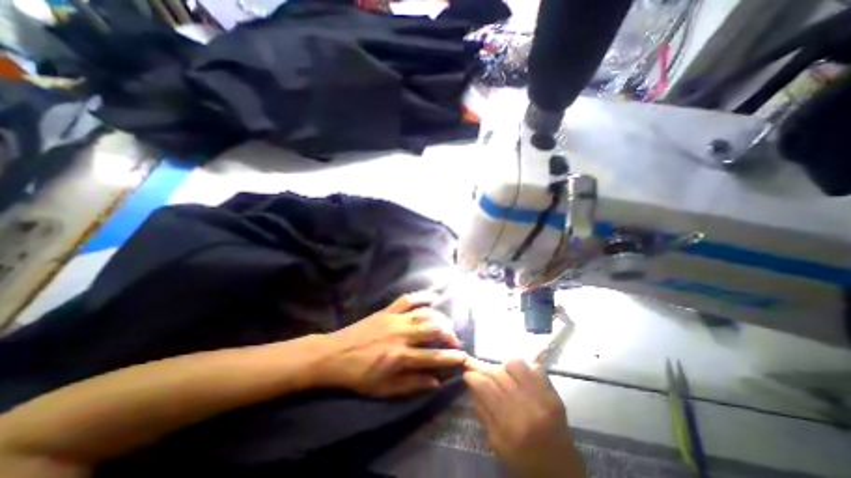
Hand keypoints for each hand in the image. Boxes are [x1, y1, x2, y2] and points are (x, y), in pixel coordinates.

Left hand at [310, 293, 463, 397]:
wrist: (333, 355)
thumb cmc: (358, 375)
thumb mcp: (383, 389)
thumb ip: (411, 385)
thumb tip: (435, 381)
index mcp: (399, 357)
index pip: (433, 357)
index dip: (451, 357)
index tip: (463, 357)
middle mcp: (401, 335)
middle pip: (433, 329)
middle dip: (449, 334)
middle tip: (454, 339)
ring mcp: (394, 320)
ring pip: (424, 314)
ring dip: (439, 317)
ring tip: (447, 323)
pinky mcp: (387, 311)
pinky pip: (407, 299)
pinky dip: (421, 296)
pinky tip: (432, 297)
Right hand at [465, 358, 585, 476]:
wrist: (561, 473)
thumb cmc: (523, 461)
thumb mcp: (496, 443)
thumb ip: (483, 411)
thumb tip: (472, 385)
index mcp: (510, 423)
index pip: (485, 387)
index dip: (473, 376)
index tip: (467, 373)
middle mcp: (526, 406)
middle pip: (498, 373)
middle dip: (483, 368)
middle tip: (477, 368)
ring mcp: (543, 397)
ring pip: (516, 363)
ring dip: (504, 367)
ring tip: (502, 375)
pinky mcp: (554, 393)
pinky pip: (534, 367)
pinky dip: (524, 369)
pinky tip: (520, 379)